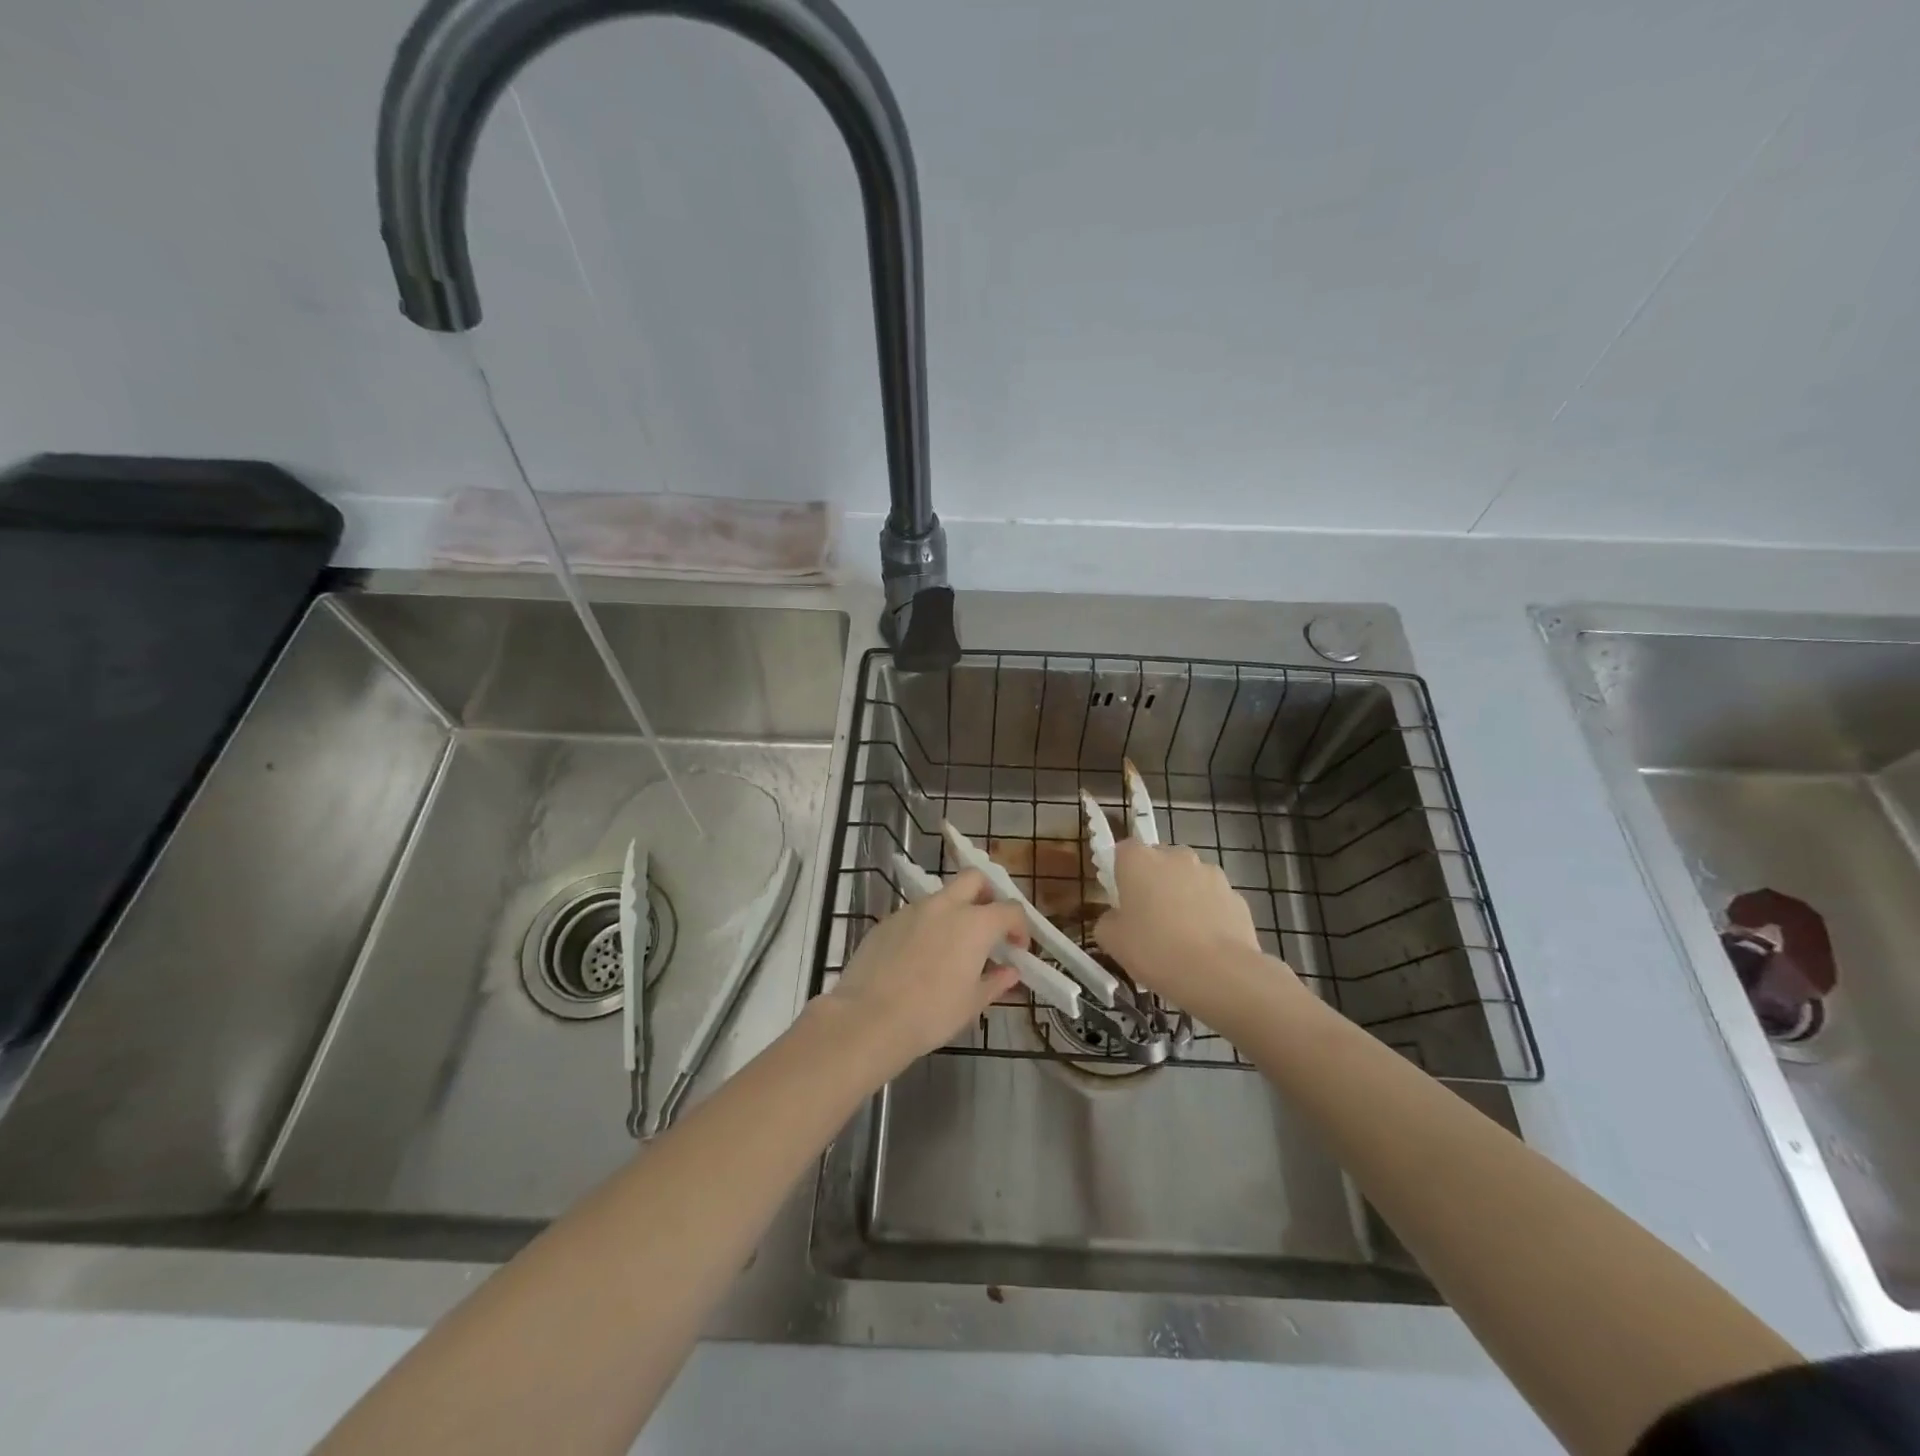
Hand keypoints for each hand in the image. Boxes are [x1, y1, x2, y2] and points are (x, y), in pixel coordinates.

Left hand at [825, 869, 1026, 1079]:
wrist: (868, 1018)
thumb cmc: (931, 1014)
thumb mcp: (972, 1003)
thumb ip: (995, 982)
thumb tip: (1010, 972)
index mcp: (974, 924)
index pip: (1010, 909)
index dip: (1020, 927)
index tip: (1018, 948)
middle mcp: (945, 906)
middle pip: (974, 879)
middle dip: (988, 895)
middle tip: (989, 925)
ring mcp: (912, 910)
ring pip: (942, 896)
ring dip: (955, 910)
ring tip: (952, 947)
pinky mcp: (887, 921)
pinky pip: (915, 914)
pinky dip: (927, 926)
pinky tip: (919, 957)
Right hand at [1093, 840, 1298, 1036]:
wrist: (1219, 974)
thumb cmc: (1154, 950)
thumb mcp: (1111, 941)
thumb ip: (1107, 921)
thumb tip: (1117, 918)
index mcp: (1139, 860)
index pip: (1124, 850)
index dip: (1121, 871)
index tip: (1120, 897)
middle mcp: (1176, 856)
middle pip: (1159, 860)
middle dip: (1154, 881)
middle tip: (1148, 916)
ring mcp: (1210, 873)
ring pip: (1189, 878)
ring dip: (1183, 895)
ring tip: (1181, 933)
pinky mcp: (1236, 896)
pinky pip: (1213, 899)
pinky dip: (1207, 913)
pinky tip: (1205, 943)